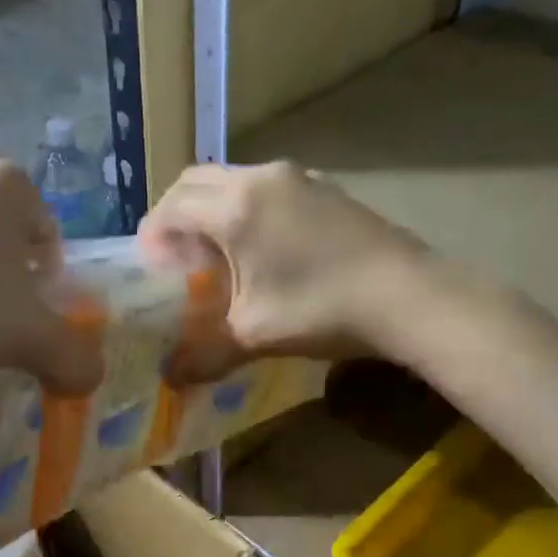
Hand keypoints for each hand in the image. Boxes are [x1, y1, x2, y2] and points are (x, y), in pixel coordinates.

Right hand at [140, 162, 434, 373]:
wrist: (408, 296)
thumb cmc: (320, 309)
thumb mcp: (253, 336)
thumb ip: (204, 355)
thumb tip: (172, 379)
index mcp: (235, 208)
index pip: (172, 207)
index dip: (152, 235)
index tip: (150, 267)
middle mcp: (261, 178)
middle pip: (197, 181)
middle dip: (176, 214)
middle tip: (175, 256)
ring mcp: (298, 177)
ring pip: (234, 180)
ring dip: (213, 209)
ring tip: (216, 254)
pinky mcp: (324, 187)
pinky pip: (267, 188)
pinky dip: (247, 208)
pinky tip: (261, 249)